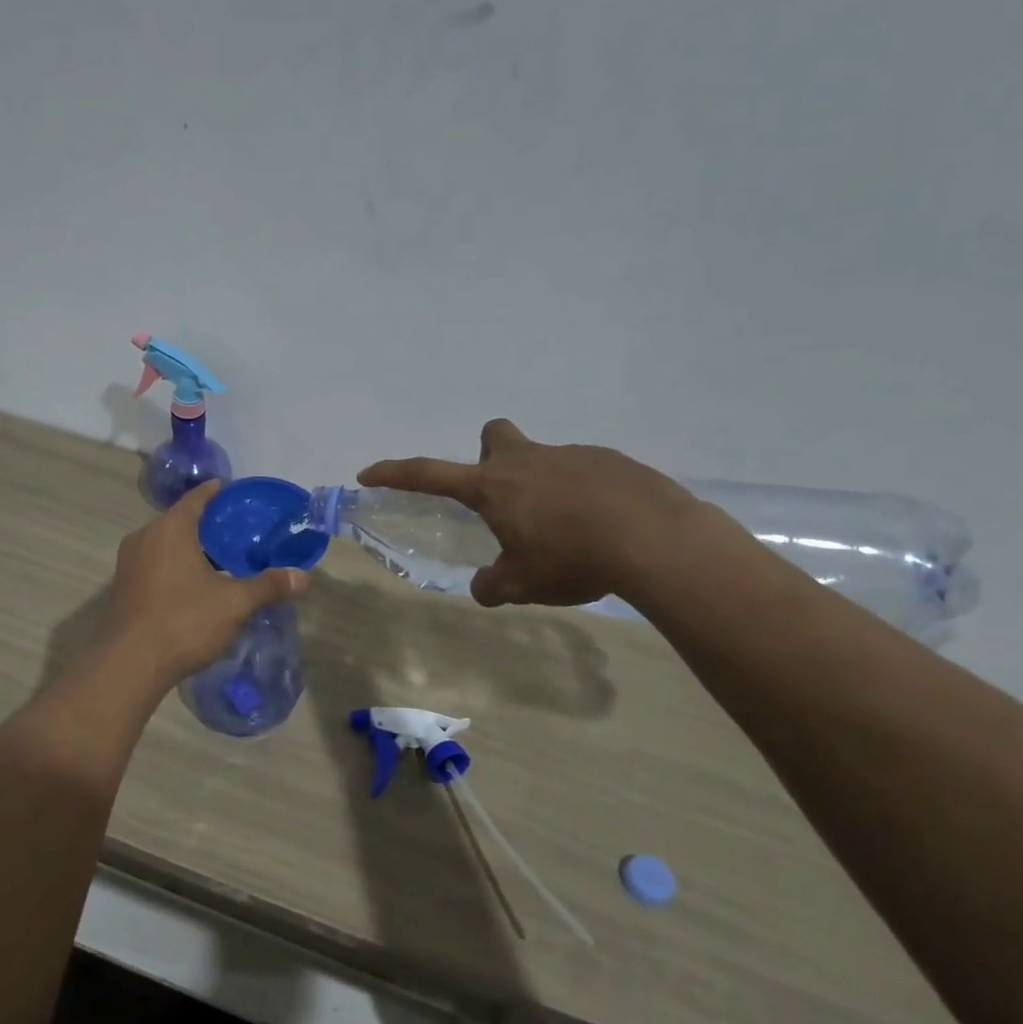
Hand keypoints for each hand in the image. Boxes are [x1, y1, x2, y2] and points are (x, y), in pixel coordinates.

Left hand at [101, 482, 309, 688]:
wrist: (129, 664)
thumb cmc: (184, 622)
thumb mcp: (234, 603)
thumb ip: (268, 586)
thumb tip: (304, 576)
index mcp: (170, 528)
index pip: (198, 498)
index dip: (219, 493)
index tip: (238, 495)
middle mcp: (145, 536)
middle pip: (181, 520)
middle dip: (209, 525)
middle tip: (240, 532)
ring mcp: (129, 562)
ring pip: (166, 544)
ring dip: (191, 548)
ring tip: (222, 560)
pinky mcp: (123, 586)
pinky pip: (155, 563)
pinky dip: (175, 565)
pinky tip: (196, 585)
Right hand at [358, 420, 699, 607]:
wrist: (654, 539)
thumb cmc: (573, 559)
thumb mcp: (524, 584)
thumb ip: (494, 585)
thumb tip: (484, 587)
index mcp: (493, 488)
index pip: (428, 474)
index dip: (394, 473)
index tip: (368, 474)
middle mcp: (526, 461)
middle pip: (493, 436)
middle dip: (489, 457)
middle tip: (504, 498)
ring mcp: (571, 455)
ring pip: (543, 458)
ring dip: (542, 486)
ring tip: (568, 532)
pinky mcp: (610, 461)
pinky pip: (584, 471)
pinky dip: (584, 495)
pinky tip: (603, 527)